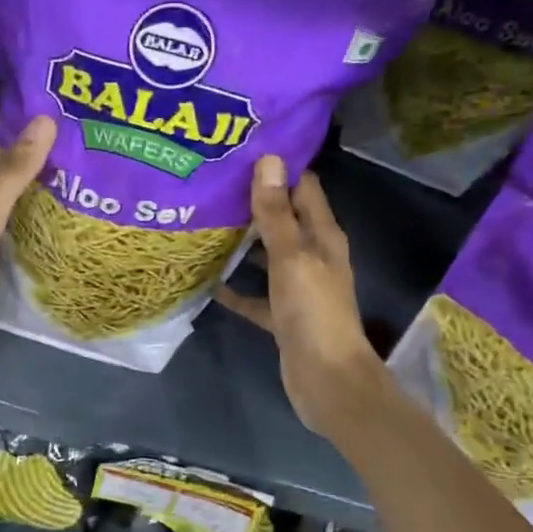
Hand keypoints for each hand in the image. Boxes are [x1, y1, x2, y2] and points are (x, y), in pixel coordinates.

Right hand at [217, 155, 394, 439]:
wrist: (327, 380)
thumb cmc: (313, 312)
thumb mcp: (291, 257)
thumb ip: (276, 213)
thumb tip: (269, 160)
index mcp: (323, 236)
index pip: (303, 188)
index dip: (279, 168)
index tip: (242, 150)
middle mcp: (313, 256)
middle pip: (283, 219)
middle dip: (253, 202)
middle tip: (212, 183)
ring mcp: (299, 287)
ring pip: (268, 255)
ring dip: (243, 243)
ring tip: (205, 222)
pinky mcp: (284, 315)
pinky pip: (257, 295)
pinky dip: (237, 289)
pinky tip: (209, 281)